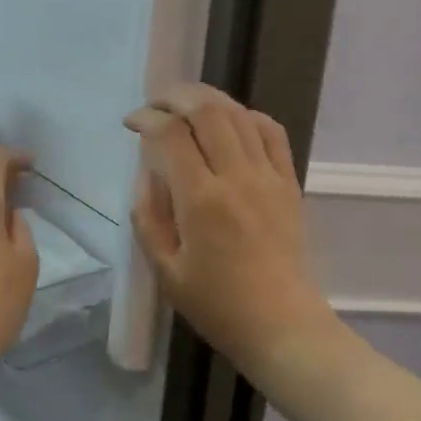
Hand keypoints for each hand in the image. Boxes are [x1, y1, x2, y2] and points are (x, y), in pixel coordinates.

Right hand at [126, 84, 337, 373]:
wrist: (281, 324)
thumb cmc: (217, 304)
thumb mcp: (165, 270)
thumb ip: (147, 217)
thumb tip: (146, 172)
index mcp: (202, 201)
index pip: (171, 135)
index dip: (147, 119)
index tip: (132, 123)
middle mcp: (237, 177)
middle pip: (207, 111)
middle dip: (175, 96)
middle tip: (154, 104)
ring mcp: (268, 176)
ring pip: (239, 114)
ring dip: (208, 99)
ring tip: (185, 103)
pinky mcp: (289, 182)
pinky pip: (271, 132)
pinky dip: (247, 115)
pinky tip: (230, 121)